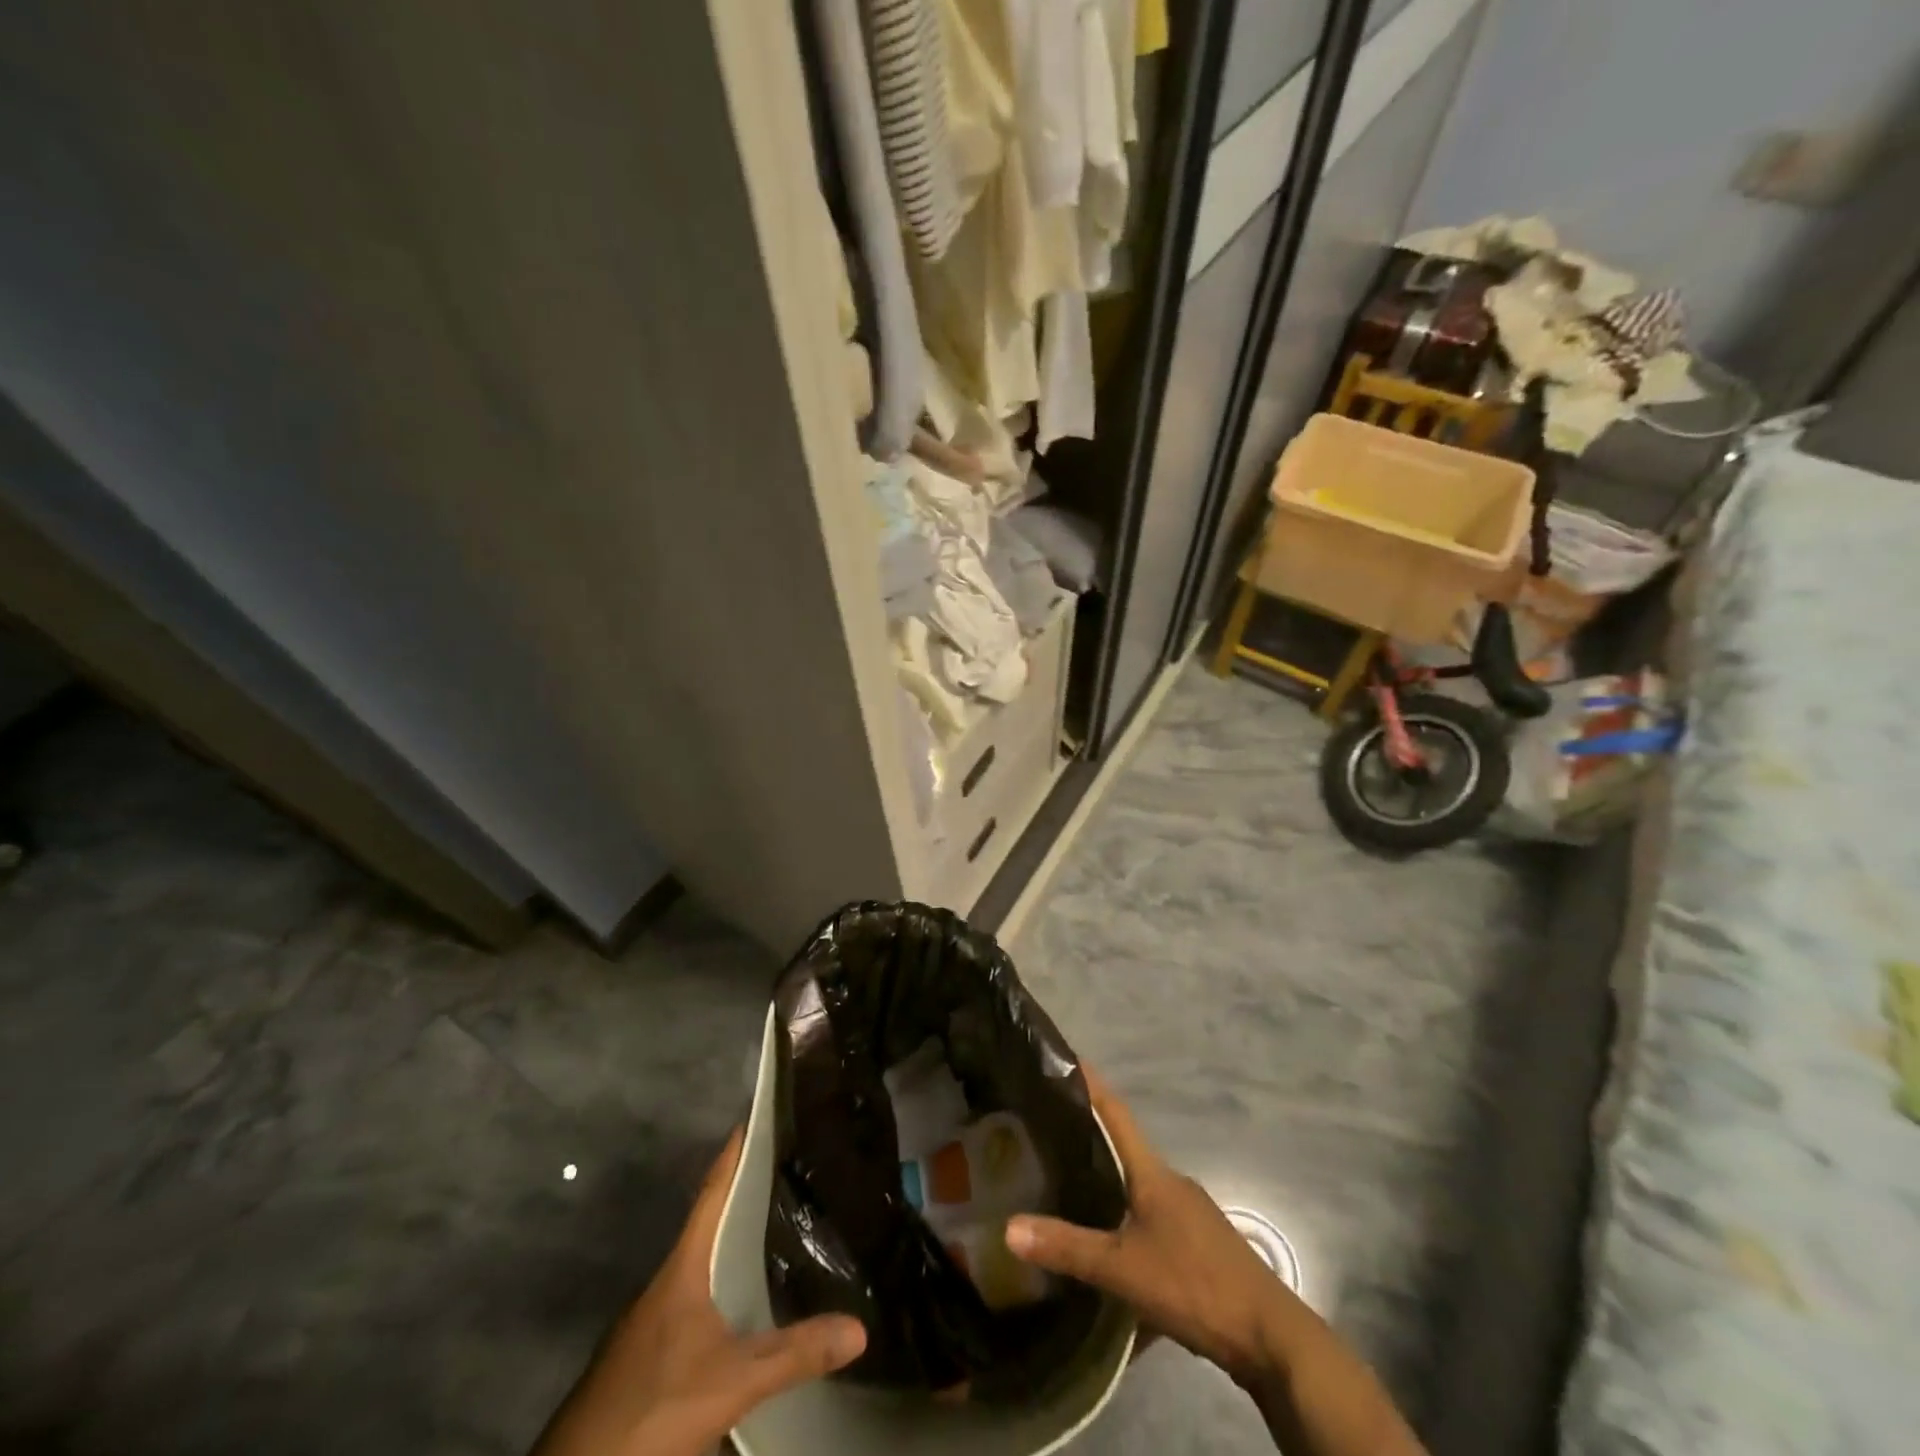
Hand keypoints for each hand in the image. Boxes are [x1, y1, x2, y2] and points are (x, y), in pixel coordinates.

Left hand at [531, 1129, 866, 1455]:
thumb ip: (794, 1354)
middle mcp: (663, 1286)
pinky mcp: (643, 1359)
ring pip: (697, 1270)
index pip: (711, 1196)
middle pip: (705, 1228)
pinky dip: (718, 1291)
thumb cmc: (652, 1409)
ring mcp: (648, 1325)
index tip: (750, 1121)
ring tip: (771, 1235)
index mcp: (681, 1272)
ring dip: (728, 1250)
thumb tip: (860, 1328)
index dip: (731, 1158)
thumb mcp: (732, 1383)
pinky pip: (689, 1305)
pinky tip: (740, 1312)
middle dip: (739, 1200)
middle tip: (782, 1175)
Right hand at [1006, 1072, 1425, 1455]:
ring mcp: (1191, 1215)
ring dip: (1111, 1188)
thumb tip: (1008, 1228)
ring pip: (1141, 1190)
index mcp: (1153, 1174)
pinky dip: (1129, 1227)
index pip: (1116, 1114)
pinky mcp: (1202, 1246)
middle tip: (1050, 1133)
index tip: (1068, 1056)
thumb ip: (1068, 1248)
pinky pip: (1155, 1224)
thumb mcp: (1123, 1269)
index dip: (1092, 1084)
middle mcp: (1172, 1183)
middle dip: (1092, 1139)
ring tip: (1072, 1192)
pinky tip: (1113, 1255)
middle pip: (1126, 1150)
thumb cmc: (1194, 1284)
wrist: (1271, 1337)